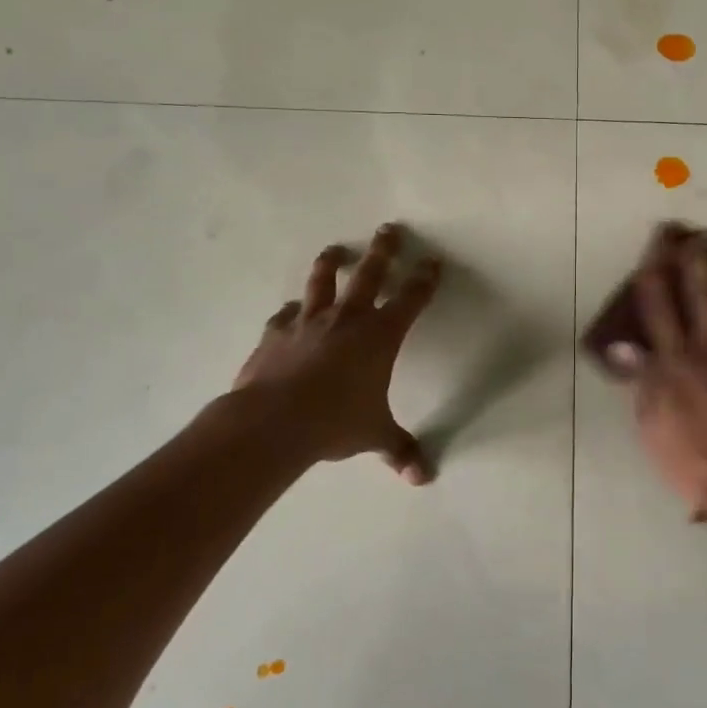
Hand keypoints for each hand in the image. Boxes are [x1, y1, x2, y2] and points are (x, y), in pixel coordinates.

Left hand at [228, 223, 442, 483]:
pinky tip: (290, 311)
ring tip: (336, 250)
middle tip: (390, 228)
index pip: (411, 298)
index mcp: (380, 336)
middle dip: (383, 250)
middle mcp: (347, 319)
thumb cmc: (336, 422)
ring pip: (322, 282)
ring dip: (331, 264)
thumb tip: (422, 478)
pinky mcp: (276, 335)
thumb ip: (399, 450)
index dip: (424, 279)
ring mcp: (308, 322)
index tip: (432, 261)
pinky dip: (291, 312)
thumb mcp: (374, 435)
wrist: (274, 421)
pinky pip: (285, 316)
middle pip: (369, 273)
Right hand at [631, 225, 706, 518]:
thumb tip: (625, 347)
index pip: (660, 305)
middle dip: (699, 261)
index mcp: (675, 359)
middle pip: (704, 292)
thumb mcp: (651, 422)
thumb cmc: (689, 456)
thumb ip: (642, 380)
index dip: (656, 273)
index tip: (655, 250)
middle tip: (700, 237)